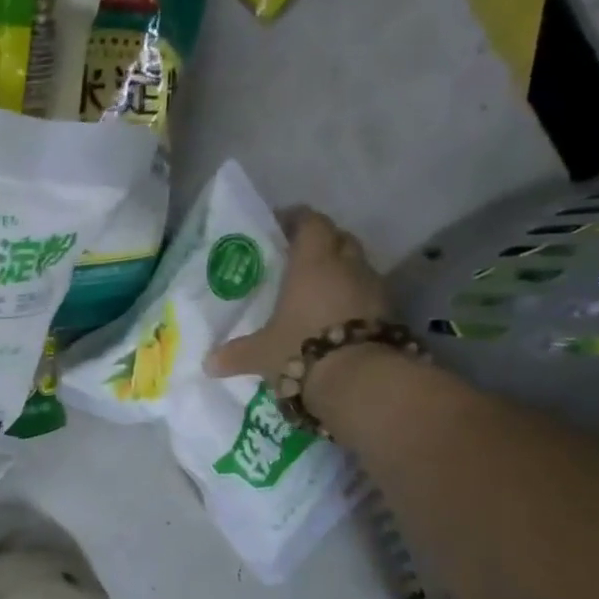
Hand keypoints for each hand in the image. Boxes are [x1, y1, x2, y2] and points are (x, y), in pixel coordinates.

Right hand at [207, 209, 391, 414]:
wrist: (361, 379)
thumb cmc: (301, 348)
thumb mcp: (261, 353)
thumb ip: (236, 354)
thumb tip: (209, 364)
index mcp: (313, 262)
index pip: (311, 223)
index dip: (297, 219)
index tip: (281, 224)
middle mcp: (347, 266)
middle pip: (340, 239)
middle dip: (322, 243)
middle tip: (299, 257)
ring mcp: (374, 289)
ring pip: (358, 266)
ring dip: (341, 272)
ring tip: (316, 290)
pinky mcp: (390, 314)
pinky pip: (369, 294)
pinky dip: (354, 298)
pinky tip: (336, 316)